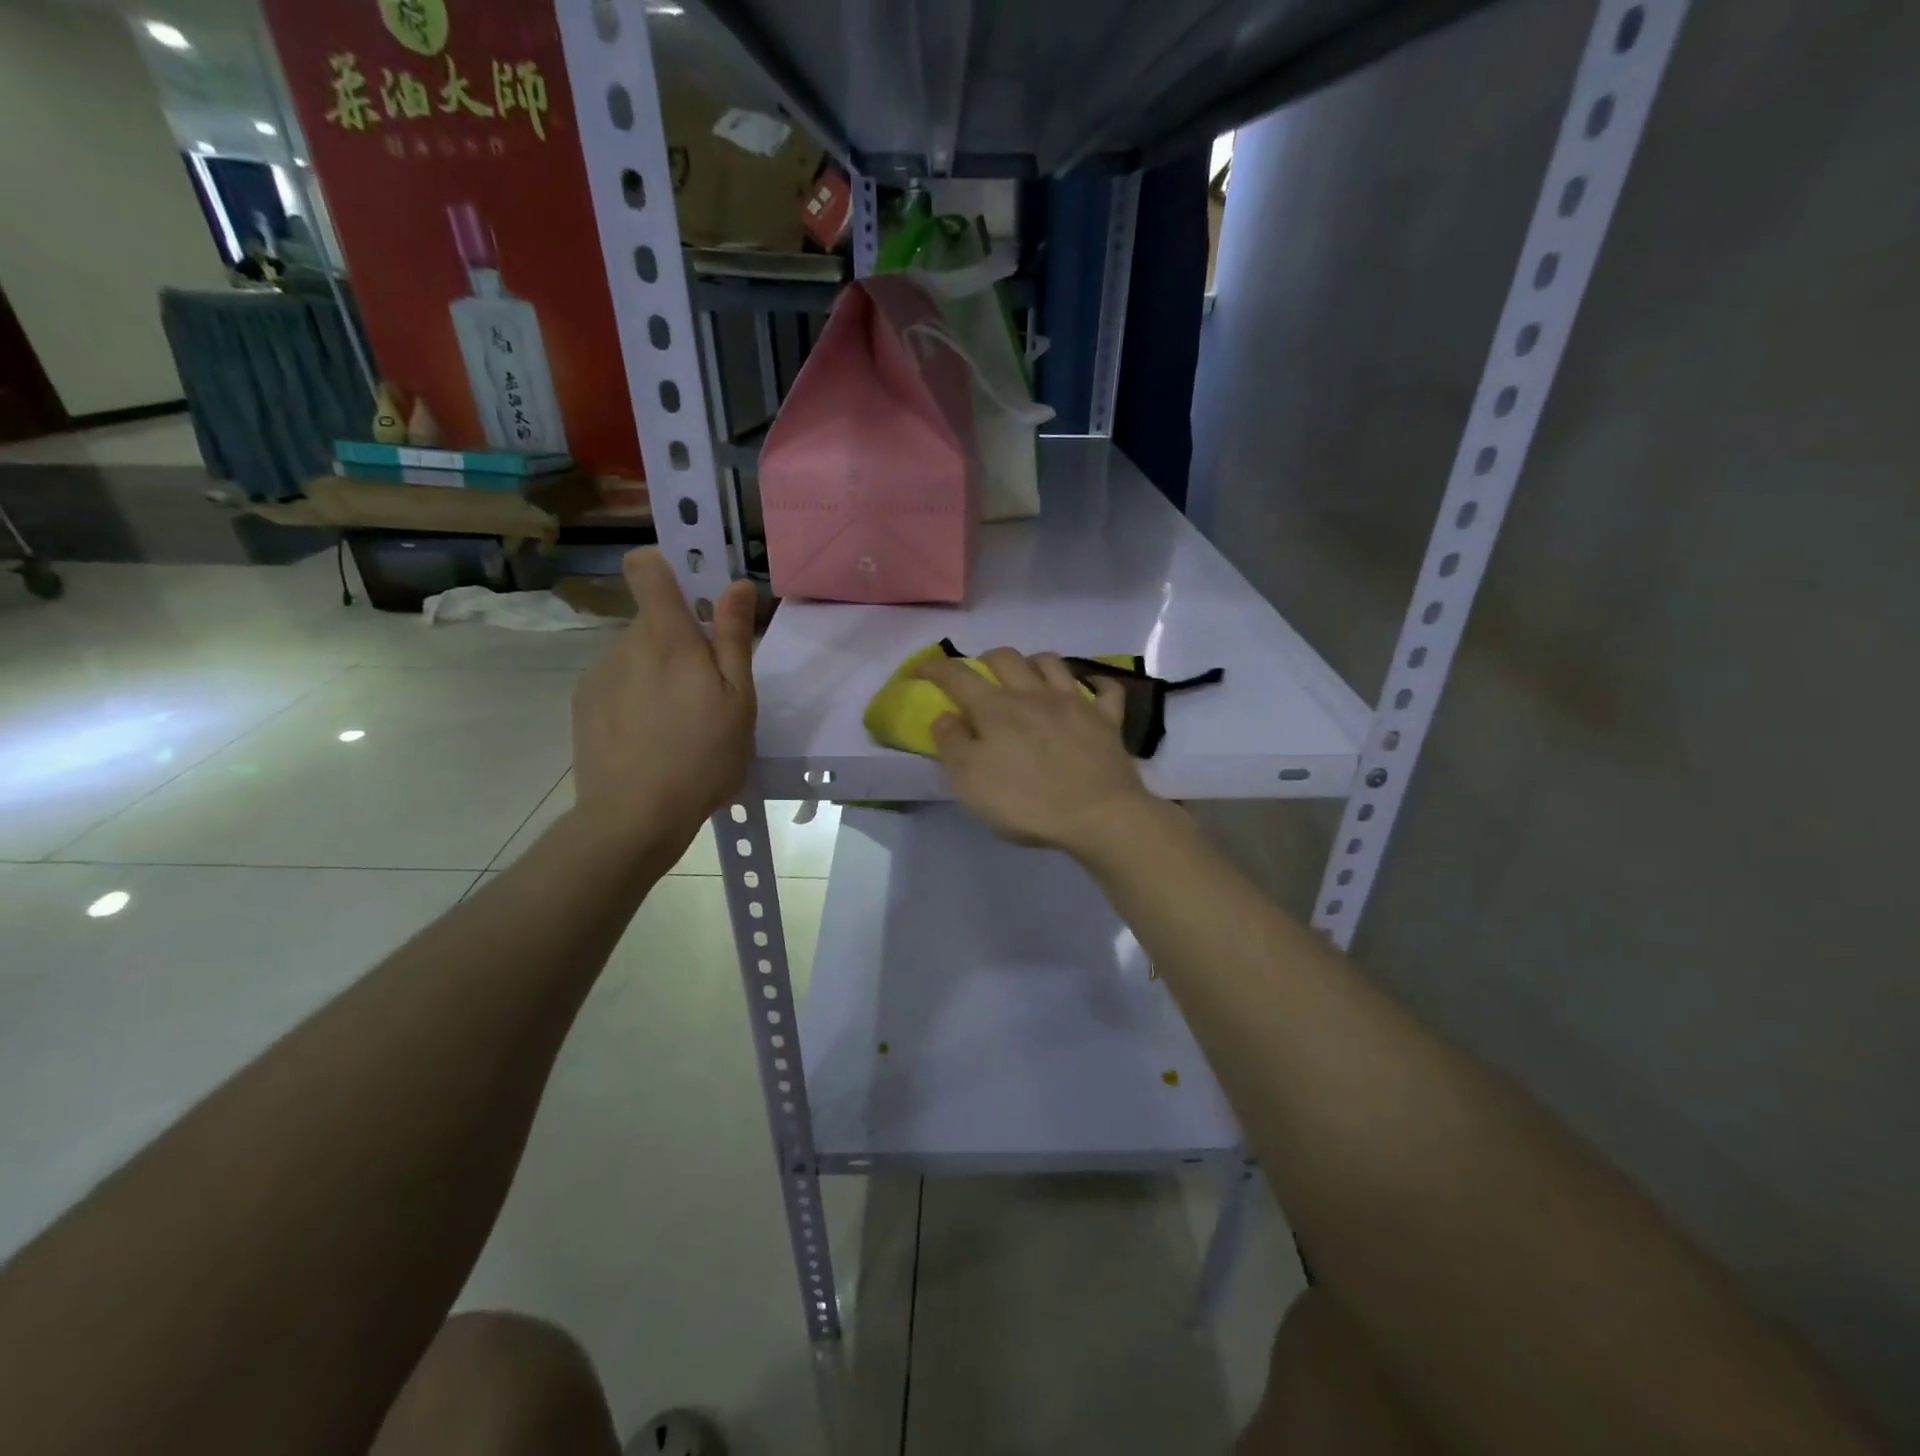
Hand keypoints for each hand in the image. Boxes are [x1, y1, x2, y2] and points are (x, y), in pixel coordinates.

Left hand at [571, 549, 757, 848]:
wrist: (634, 817)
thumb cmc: (703, 757)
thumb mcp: (739, 700)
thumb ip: (734, 638)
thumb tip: (737, 584)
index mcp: (668, 638)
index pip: (647, 568)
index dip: (667, 568)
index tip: (693, 595)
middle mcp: (626, 645)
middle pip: (653, 621)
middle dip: (680, 642)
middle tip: (706, 692)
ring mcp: (599, 675)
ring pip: (636, 655)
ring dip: (658, 673)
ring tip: (678, 724)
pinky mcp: (583, 704)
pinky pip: (617, 683)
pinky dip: (635, 698)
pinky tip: (649, 739)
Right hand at [917, 648, 1154, 855]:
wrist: (1098, 815)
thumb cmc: (1025, 802)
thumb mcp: (969, 781)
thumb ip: (951, 743)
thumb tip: (945, 715)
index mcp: (995, 708)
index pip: (957, 675)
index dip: (933, 668)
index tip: (919, 670)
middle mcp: (1033, 694)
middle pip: (1006, 658)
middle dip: (986, 660)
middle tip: (979, 678)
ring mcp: (1075, 702)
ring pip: (1052, 662)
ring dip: (1033, 663)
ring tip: (1026, 678)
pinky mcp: (1107, 720)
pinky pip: (1105, 689)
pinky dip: (1095, 683)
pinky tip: (1089, 689)